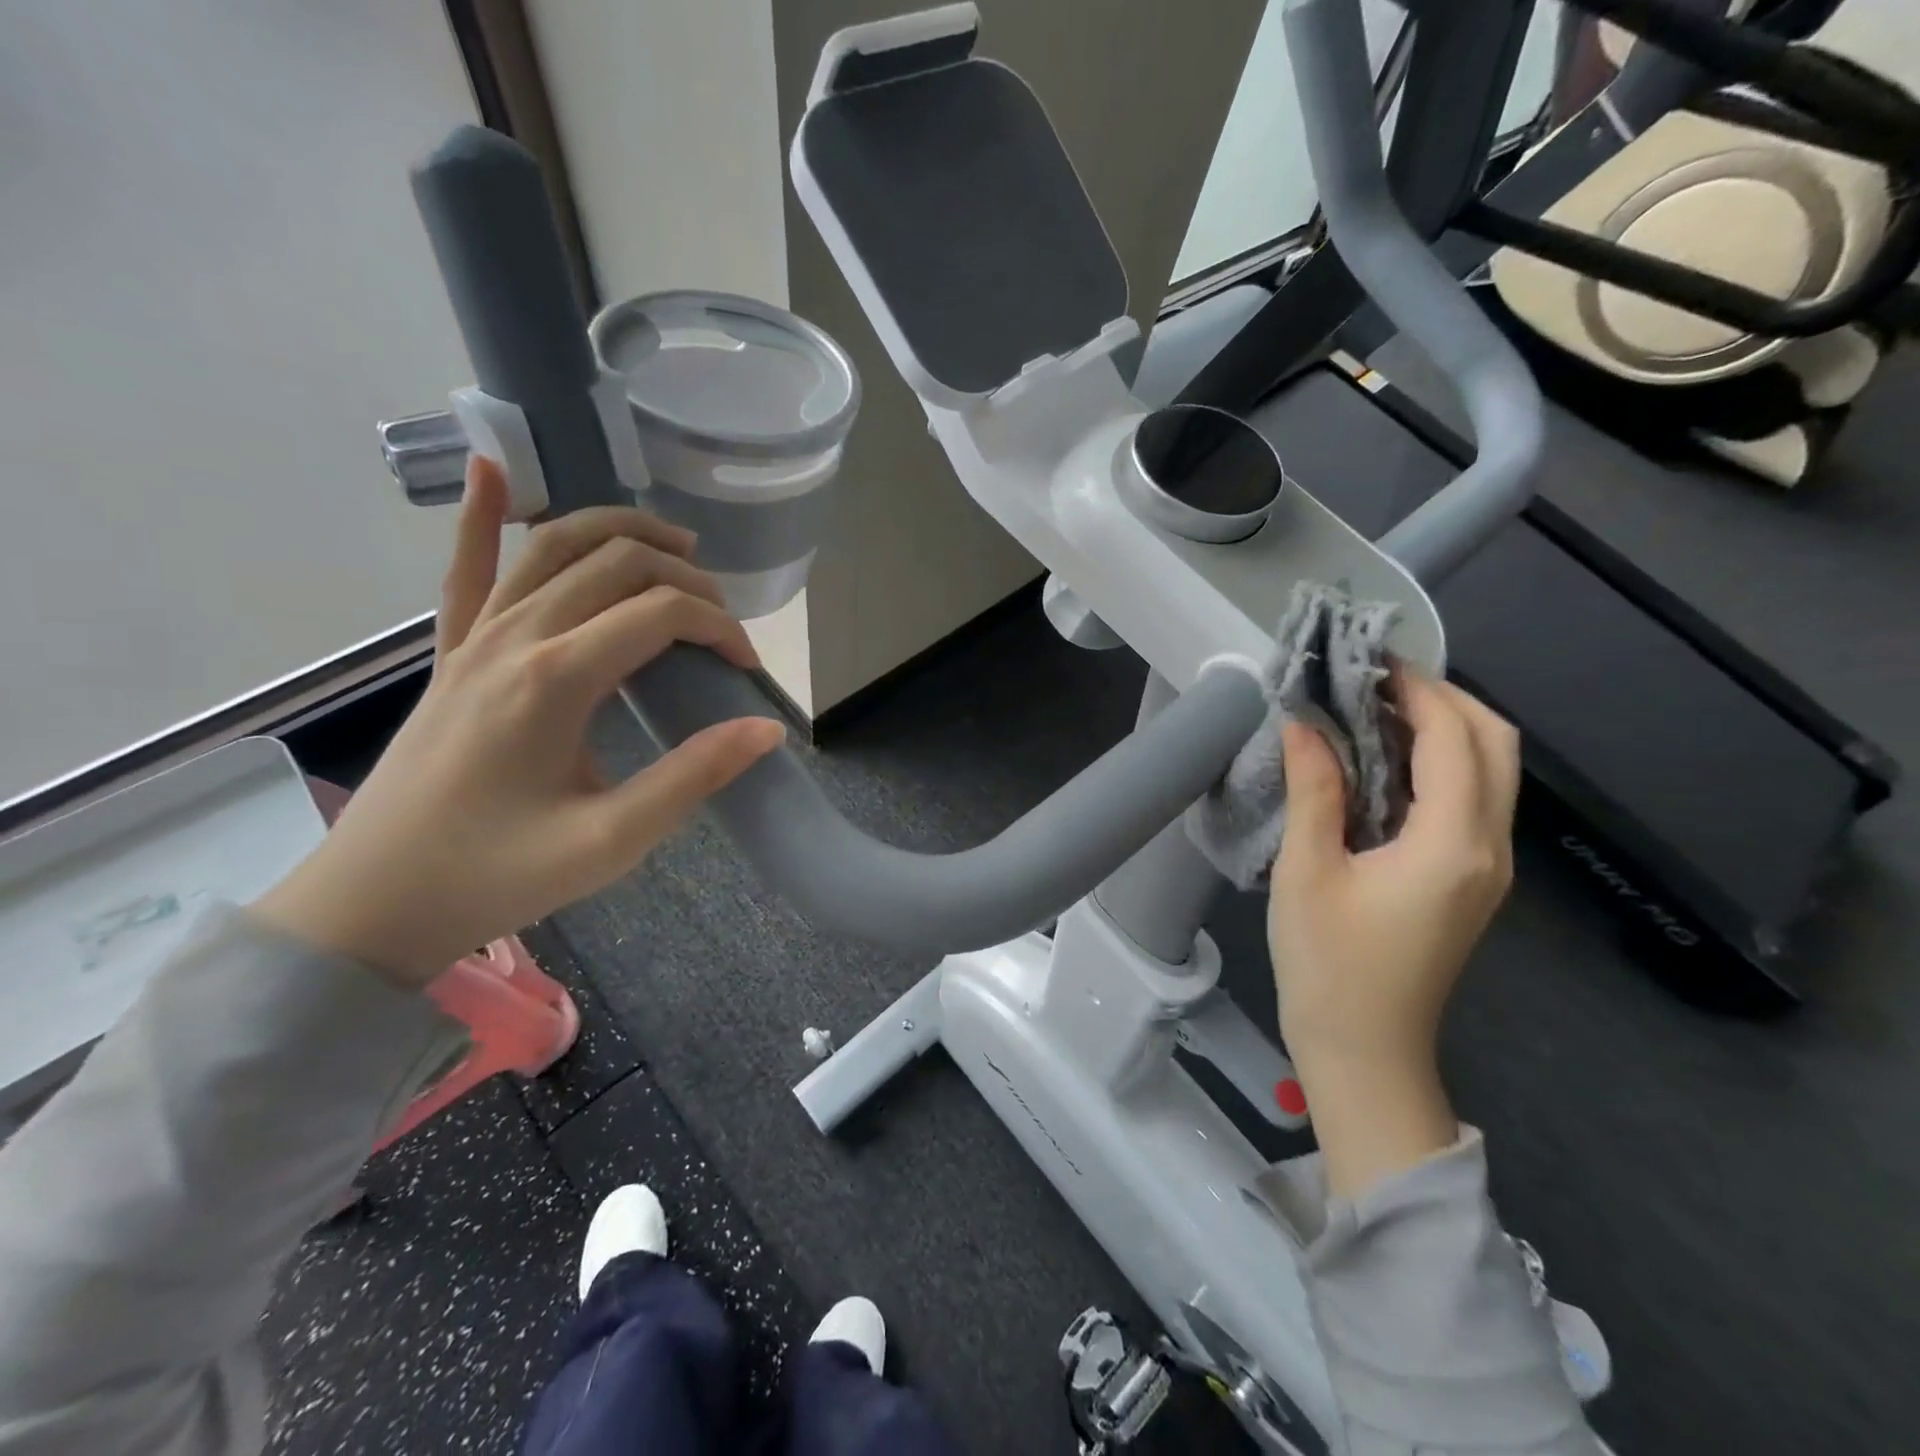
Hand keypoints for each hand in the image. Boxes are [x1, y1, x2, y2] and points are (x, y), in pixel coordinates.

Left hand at [255, 458, 784, 985]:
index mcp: (557, 678)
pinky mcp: (450, 651)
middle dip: (687, 579)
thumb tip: (765, 728)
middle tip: (723, 623)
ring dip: (620, 531)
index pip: (662, 612)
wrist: (373, 902)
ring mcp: (475, 636)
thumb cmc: (497, 874)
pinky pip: (466, 567)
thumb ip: (692, 777)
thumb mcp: (610, 841)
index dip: (720, 628)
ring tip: (674, 545)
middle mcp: (516, 636)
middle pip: (618, 563)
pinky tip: (493, 469)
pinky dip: (480, 514)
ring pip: (554, 545)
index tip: (747, 667)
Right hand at [1268, 671, 1519, 1195]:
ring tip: (1374, 709)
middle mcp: (1489, 848)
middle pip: (1497, 745)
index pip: (1454, 738)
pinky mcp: (1471, 880)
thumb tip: (1304, 724)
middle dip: (1444, 698)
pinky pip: (1472, 800)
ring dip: (1444, 728)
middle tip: (1374, 680)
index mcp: (1452, 844)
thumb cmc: (1329, 965)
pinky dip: (1439, 763)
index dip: (1417, 689)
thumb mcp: (1307, 872)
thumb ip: (1314, 791)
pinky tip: (1384, 761)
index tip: (1366, 660)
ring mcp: (1487, 867)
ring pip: (1491, 771)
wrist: (1365, 1050)